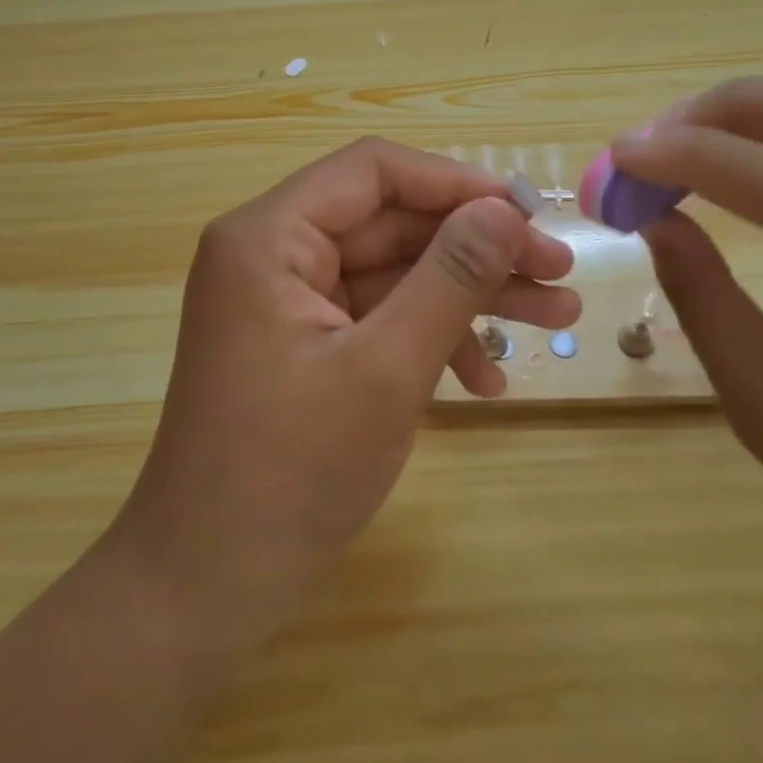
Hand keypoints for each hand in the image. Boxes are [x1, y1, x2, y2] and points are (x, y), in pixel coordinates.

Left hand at [112, 138, 579, 642]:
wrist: (202, 592)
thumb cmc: (288, 477)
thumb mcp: (385, 371)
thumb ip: (449, 278)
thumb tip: (504, 208)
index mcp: (268, 236)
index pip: (373, 171)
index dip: (457, 184)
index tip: (530, 214)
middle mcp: (271, 251)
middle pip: (389, 221)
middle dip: (476, 248)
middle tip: (559, 276)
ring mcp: (284, 298)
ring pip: (391, 270)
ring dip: (467, 295)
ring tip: (555, 322)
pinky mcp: (300, 341)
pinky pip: (374, 316)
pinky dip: (429, 337)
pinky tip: (485, 382)